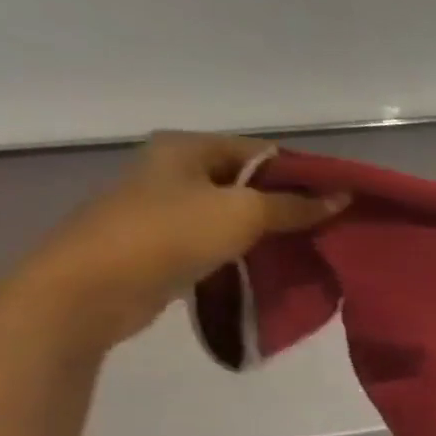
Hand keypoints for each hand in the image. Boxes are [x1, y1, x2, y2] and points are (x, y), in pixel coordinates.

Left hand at [13, 132, 347, 351]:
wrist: (93, 288)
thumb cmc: (170, 233)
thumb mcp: (246, 212)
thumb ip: (297, 205)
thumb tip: (343, 198)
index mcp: (187, 148)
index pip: (264, 151)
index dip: (305, 173)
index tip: (342, 198)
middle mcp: (174, 170)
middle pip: (251, 182)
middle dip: (292, 203)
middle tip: (335, 225)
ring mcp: (166, 208)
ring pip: (237, 214)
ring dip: (273, 230)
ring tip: (314, 247)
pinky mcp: (165, 244)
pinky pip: (221, 241)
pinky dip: (249, 251)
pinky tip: (278, 265)